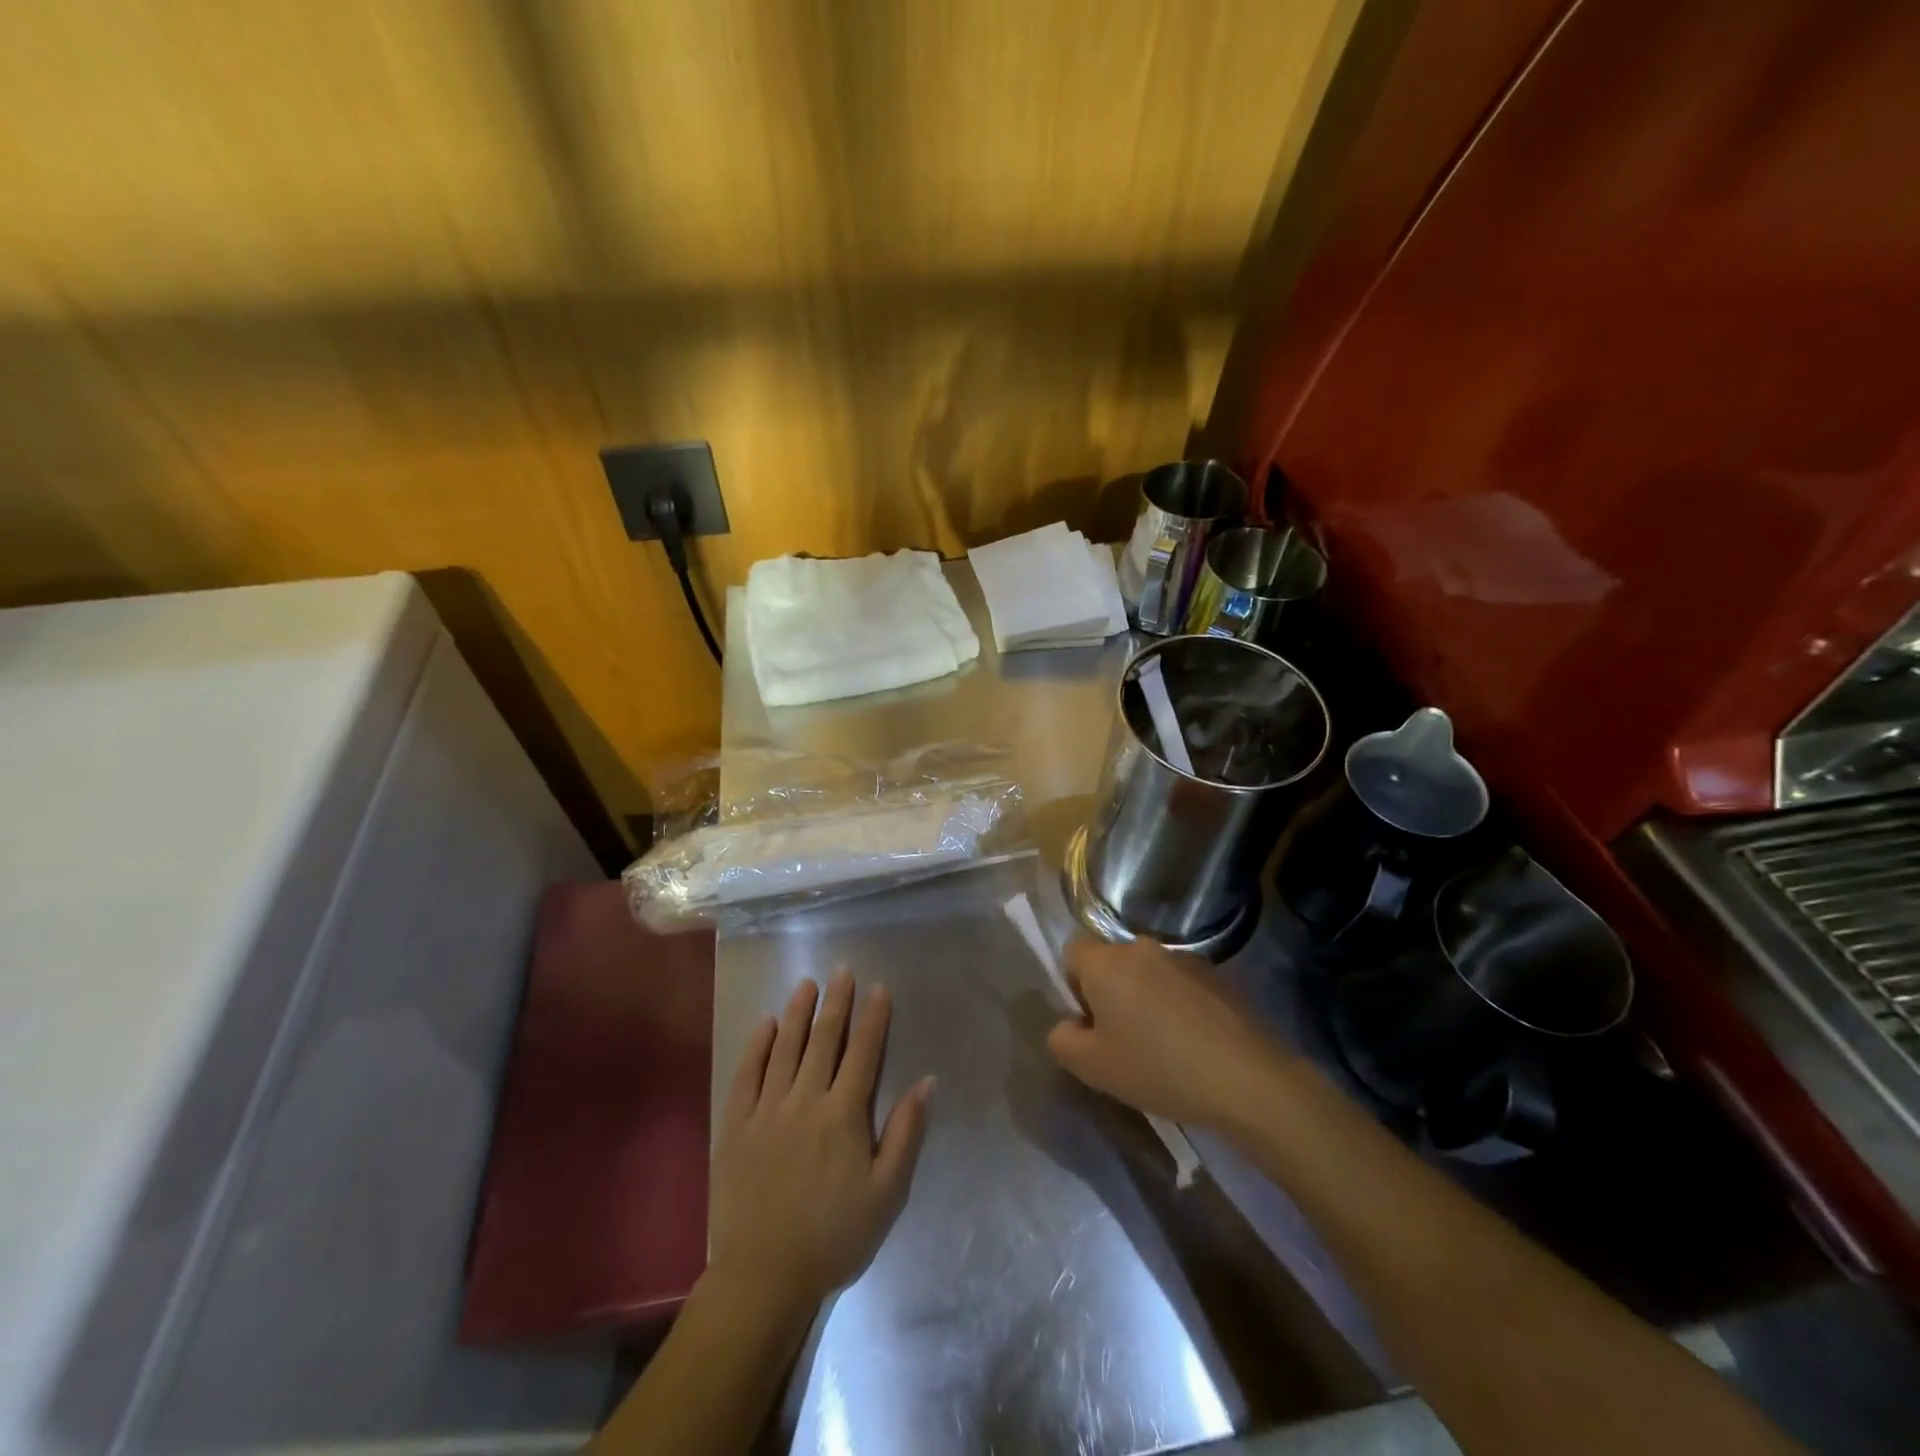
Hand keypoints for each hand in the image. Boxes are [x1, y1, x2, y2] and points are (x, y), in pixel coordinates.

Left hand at [708, 971, 933, 1310]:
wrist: (764, 1275)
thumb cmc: (834, 1235)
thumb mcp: (887, 1193)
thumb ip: (905, 1133)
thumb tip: (926, 1082)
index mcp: (844, 1114)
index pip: (863, 1052)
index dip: (874, 1018)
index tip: (879, 987)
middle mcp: (806, 1099)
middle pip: (824, 1039)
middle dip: (836, 1002)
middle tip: (841, 970)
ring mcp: (767, 1110)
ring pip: (785, 1048)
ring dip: (798, 1012)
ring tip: (806, 983)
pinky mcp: (736, 1125)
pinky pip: (747, 1074)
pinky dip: (757, 1045)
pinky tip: (766, 1023)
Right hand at [1046, 937, 1290, 1127]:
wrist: (1245, 1077)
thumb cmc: (1157, 1068)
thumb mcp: (1092, 1068)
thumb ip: (1062, 1039)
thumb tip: (1069, 1024)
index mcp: (1106, 962)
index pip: (1072, 952)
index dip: (1074, 985)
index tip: (1091, 1023)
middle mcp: (1141, 947)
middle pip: (1111, 962)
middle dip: (1110, 993)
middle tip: (1123, 1040)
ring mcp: (1183, 957)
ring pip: (1147, 973)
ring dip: (1145, 998)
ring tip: (1162, 1046)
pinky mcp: (1215, 974)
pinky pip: (1179, 983)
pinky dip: (1177, 1004)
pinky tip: (1193, 1043)